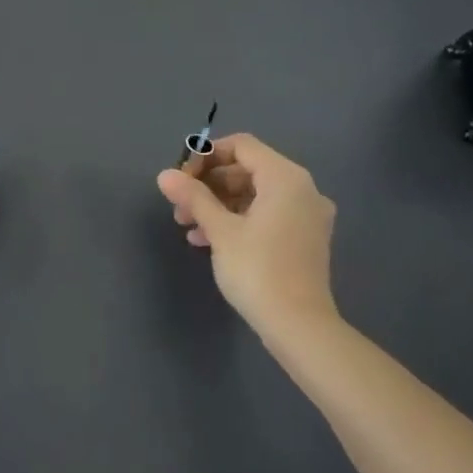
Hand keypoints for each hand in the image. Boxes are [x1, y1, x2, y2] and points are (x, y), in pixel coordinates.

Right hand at [156, 134, 337, 337]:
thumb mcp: (219, 230)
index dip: (206, 155)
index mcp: (285, 178)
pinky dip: (238, 219)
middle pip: (247, 169)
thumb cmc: (258, 270)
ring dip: (218, 204)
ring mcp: (307, 215)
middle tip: (180, 205)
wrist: (300, 327)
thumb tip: (165, 175)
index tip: (182, 178)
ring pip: (255, 194)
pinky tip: (207, 240)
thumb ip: (193, 197)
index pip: (241, 146)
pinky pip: (267, 214)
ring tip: (187, 225)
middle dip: (209, 184)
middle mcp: (302, 189)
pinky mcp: (305, 239)